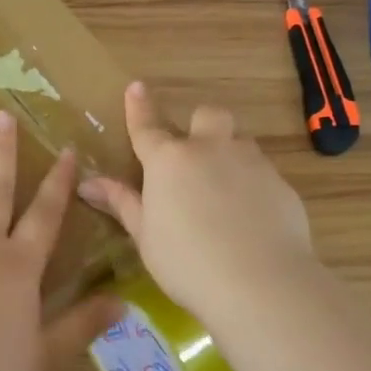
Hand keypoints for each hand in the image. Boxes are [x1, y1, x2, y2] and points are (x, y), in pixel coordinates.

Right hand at [79, 81, 315, 321]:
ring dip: (228, 154)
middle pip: (207, 116)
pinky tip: (249, 217)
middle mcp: (210, 150)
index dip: (138, 107)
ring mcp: (251, 163)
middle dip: (199, 125)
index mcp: (168, 161)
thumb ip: (122, 204)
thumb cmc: (187, 262)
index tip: (136, 87)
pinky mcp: (282, 184)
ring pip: (239, 142)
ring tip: (222, 191)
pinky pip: (262, 172)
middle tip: (194, 154)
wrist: (260, 283)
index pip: (147, 127)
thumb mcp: (145, 236)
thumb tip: (88, 184)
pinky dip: (251, 184)